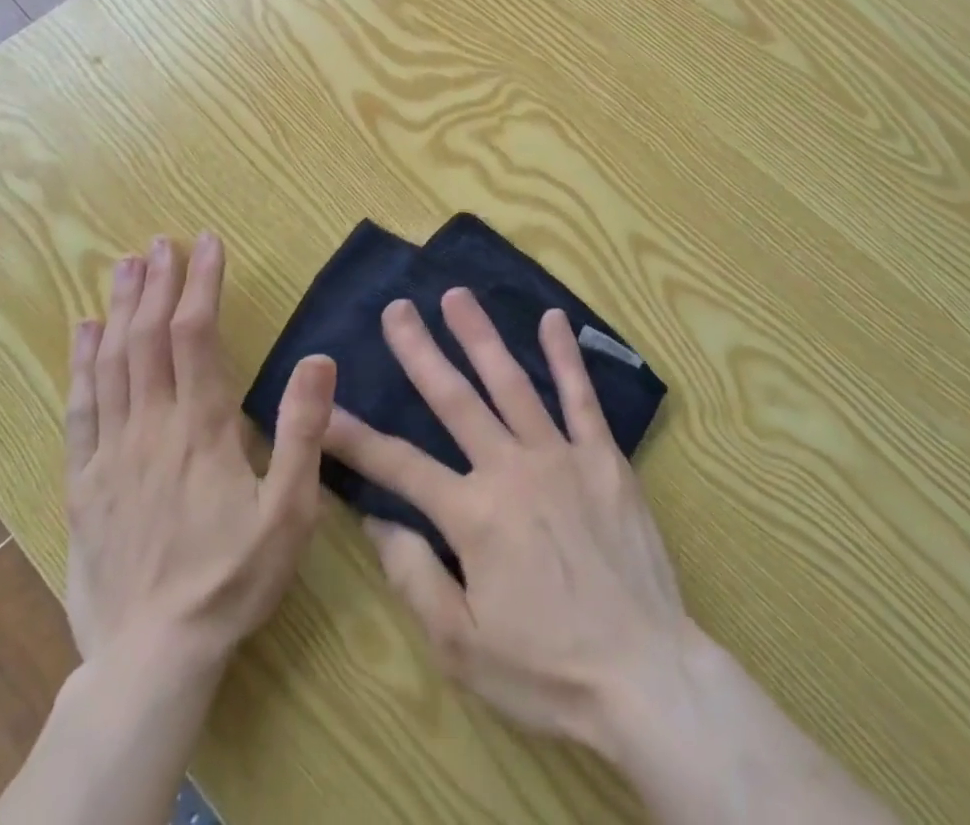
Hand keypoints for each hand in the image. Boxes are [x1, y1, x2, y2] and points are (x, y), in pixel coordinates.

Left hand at [63, 233, 336, 670]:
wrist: (152, 657)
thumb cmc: (233, 578)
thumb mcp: (290, 512)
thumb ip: (303, 433)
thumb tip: (319, 359)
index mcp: (203, 429)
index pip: (197, 336)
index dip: (201, 284)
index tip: (207, 243)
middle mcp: (152, 427)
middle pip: (148, 338)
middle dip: (156, 283)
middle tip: (161, 241)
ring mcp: (111, 453)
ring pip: (112, 363)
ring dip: (119, 309)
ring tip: (124, 265)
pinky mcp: (84, 482)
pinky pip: (80, 408)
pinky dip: (81, 363)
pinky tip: (82, 332)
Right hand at [320, 289, 690, 747]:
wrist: (645, 674)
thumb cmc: (546, 669)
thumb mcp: (461, 646)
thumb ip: (414, 576)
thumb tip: (375, 518)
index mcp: (472, 514)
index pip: (399, 465)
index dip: (355, 437)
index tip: (323, 405)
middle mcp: (511, 468)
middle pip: (455, 399)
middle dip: (420, 352)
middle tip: (397, 308)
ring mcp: (560, 455)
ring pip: (512, 383)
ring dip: (481, 337)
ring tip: (457, 296)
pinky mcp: (604, 457)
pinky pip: (582, 396)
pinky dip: (565, 356)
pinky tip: (553, 320)